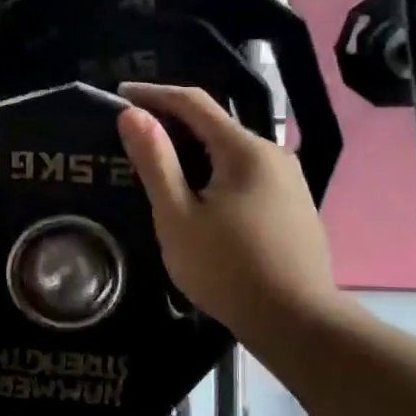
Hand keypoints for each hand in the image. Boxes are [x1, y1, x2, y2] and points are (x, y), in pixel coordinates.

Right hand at [115, 82, 340, 349]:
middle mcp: (273, 154)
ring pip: (232, 154)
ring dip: (196, 155)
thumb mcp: (178, 217)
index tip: (120, 95)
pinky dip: (218, 176)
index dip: (154, 94)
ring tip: (163, 175)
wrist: (295, 321)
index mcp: (244, 149)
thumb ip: (155, 162)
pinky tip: (203, 203)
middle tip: (136, 141)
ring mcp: (290, 180)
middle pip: (215, 127)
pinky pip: (248, 177)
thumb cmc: (227, 269)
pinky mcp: (295, 206)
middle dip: (174, 127)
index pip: (193, 102)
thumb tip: (133, 115)